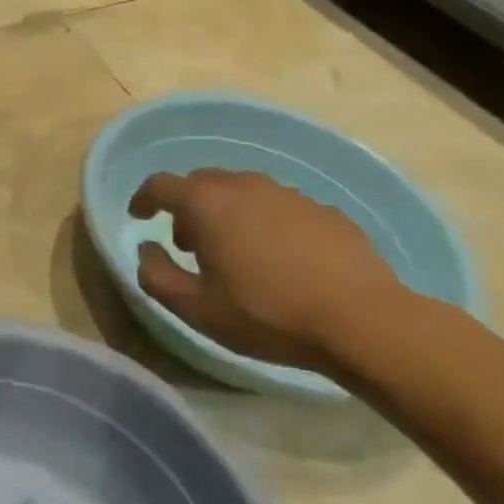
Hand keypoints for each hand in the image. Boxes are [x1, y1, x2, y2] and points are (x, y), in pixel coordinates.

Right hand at [129, 169, 407, 372]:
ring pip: (242, 191)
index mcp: (206, 204)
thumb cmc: (267, 314)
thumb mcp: (196, 308)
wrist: (364, 321)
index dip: (143, 198)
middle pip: (201, 182)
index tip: (139, 216)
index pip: (160, 185)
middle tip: (188, 244)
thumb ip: (156, 275)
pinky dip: (264, 222)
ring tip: (234, 252)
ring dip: (226, 212)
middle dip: (186, 206)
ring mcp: (288, 194)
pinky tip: (278, 258)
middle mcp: (244, 186)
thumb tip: (146, 250)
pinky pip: (278, 206)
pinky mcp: (324, 210)